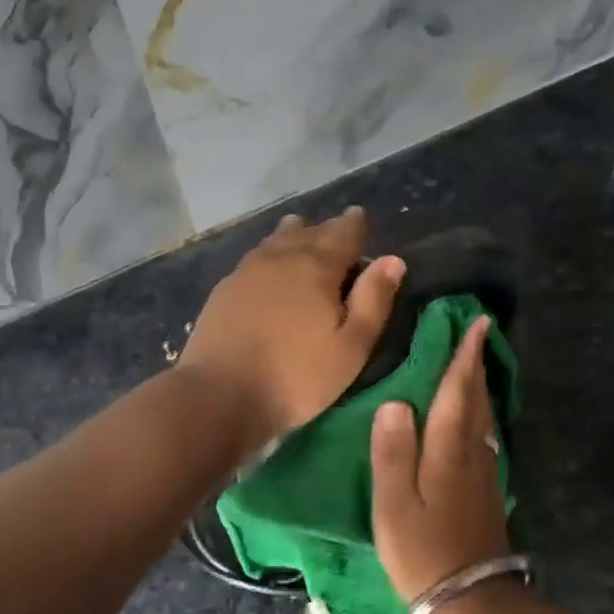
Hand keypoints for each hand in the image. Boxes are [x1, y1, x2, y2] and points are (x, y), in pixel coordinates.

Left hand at [179, 206, 405, 450]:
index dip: (355, 224)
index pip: (343, 231)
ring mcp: (247, 270)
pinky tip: (269, 270)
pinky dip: (270, 255)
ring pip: (276, 240)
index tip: (360, 219)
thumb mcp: (351, 348)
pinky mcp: (224, 289)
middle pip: (308, 230)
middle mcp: (281, 256)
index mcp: (317, 266)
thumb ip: (373, 301)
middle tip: (338, 234)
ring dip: (294, 237)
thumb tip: (393, 260)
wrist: (220, 394)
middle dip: (326, 230)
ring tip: (303, 239)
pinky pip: (255, 258)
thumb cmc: (297, 376)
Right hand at [369, 316, 510, 601]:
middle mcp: (472, 455)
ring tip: (474, 367)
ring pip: (484, 419)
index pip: (456, 393)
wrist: (470, 600)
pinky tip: (475, 420)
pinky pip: (484, 438)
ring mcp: (484, 475)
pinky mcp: (486, 492)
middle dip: (475, 365)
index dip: (464, 358)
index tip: (475, 324)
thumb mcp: (395, 504)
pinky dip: (479, 416)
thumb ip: (392, 452)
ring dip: (479, 388)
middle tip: (476, 334)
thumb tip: (395, 401)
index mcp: (447, 452)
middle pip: (476, 401)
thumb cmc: (423, 552)